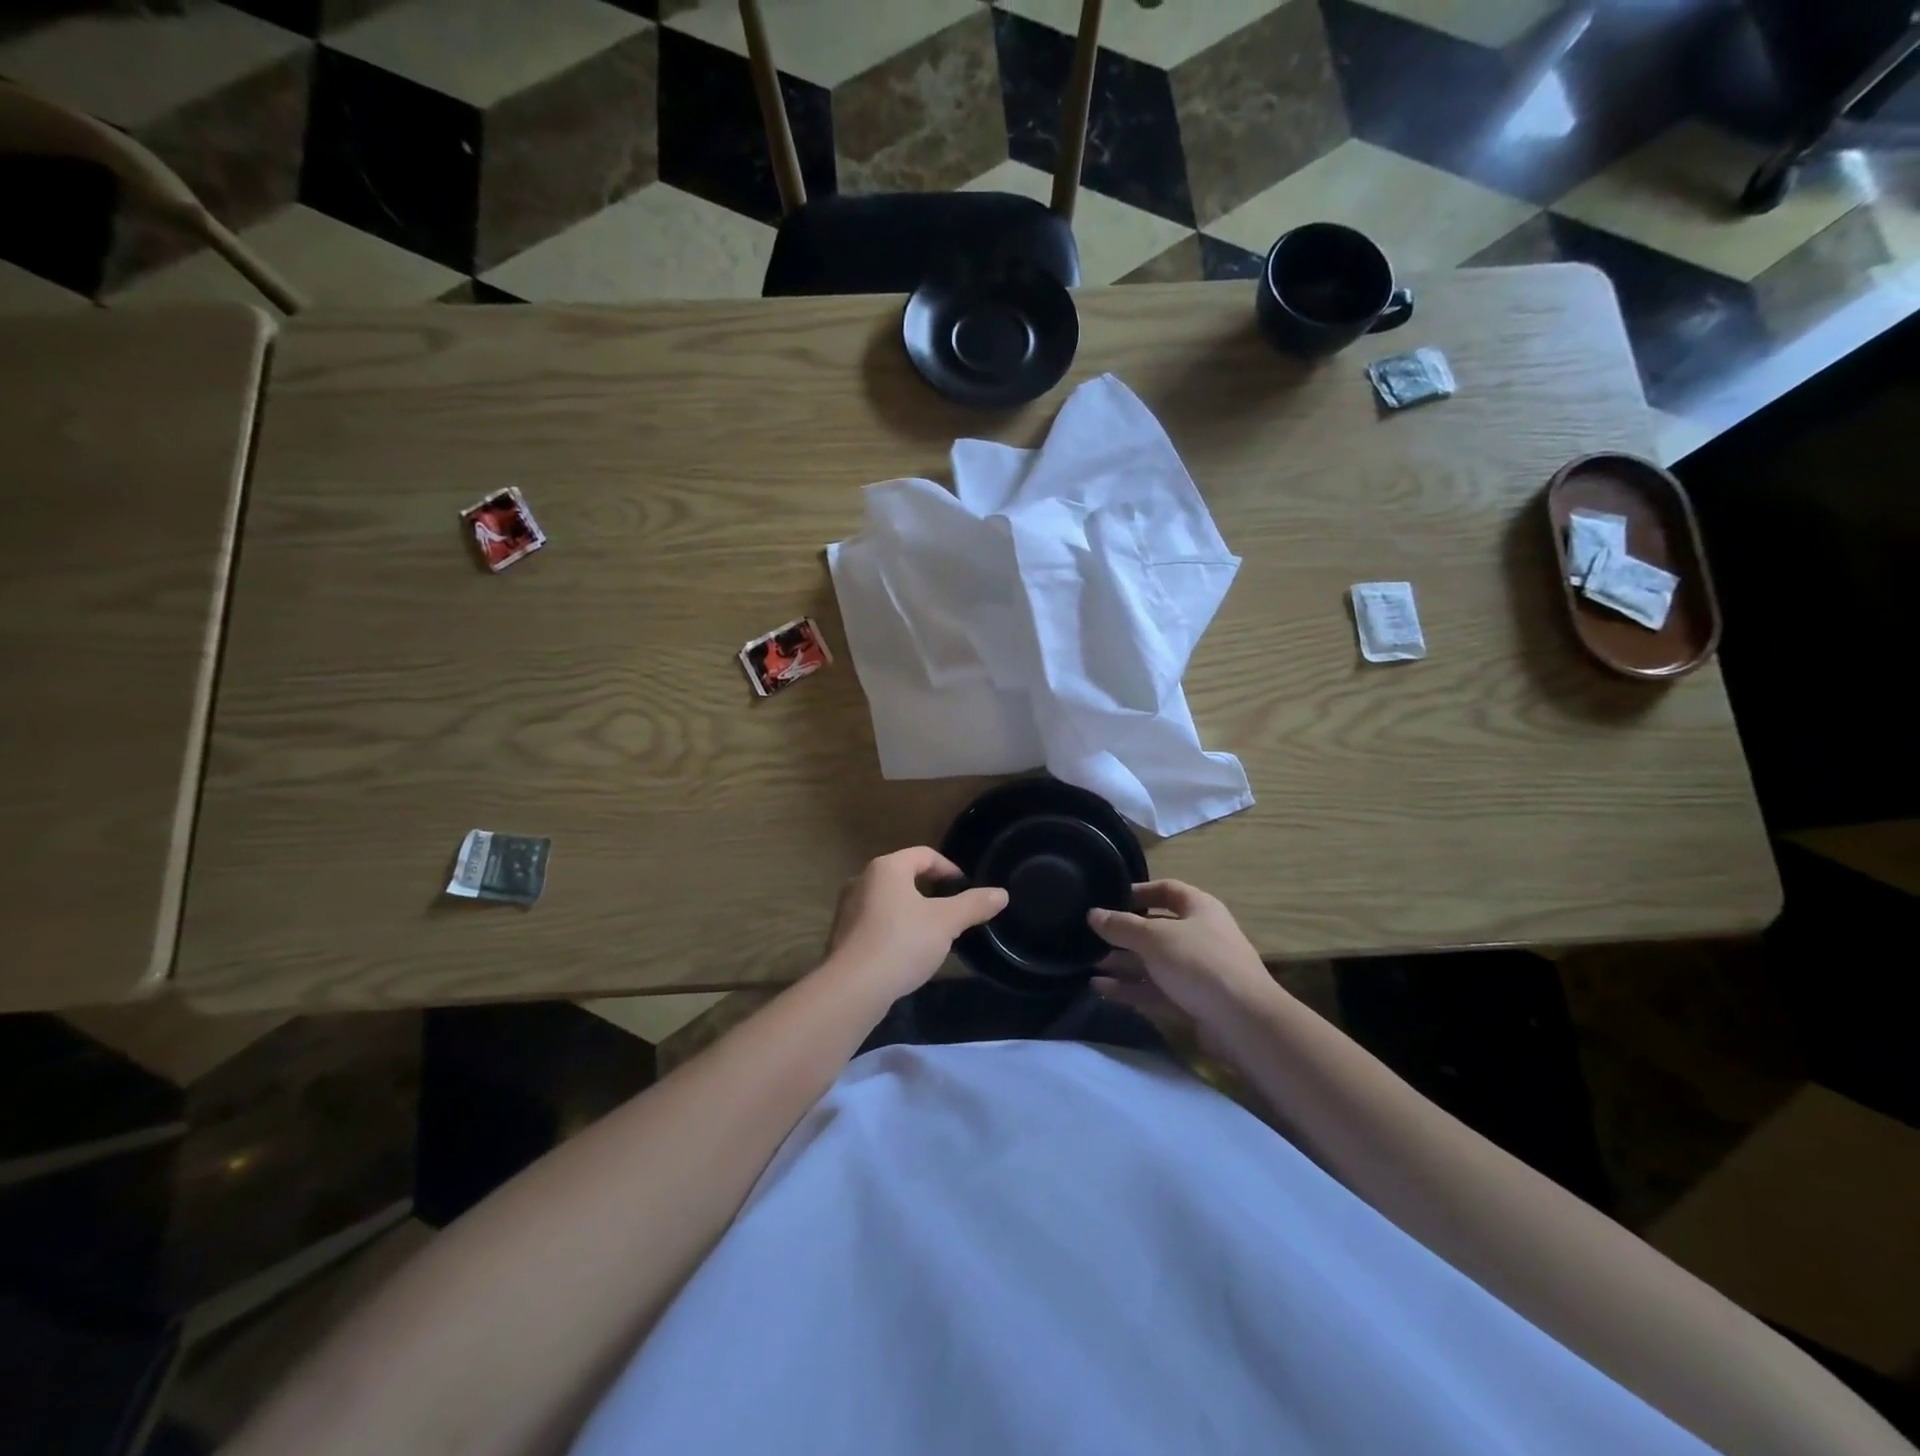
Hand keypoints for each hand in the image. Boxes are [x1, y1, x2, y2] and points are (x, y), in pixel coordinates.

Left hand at [825, 847, 1007, 999]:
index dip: (949, 868)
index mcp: (887, 867)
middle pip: (904, 876)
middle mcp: (862, 880)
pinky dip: (894, 930)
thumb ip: (974, 905)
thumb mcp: (946, 922)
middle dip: (931, 891)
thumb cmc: (902, 942)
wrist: (853, 988)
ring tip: (933, 934)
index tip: (966, 889)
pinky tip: (907, 953)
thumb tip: (1001, 894)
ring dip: (912, 912)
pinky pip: (875, 923)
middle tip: (952, 911)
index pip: (924, 855)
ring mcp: (848, 908)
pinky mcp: (842, 936)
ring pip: (889, 901)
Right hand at [1088, 881, 1278, 1037]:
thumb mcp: (1154, 938)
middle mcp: (1199, 936)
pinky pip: (1155, 989)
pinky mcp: (1192, 1001)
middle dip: (1123, 935)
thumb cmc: (1199, 963)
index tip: (1109, 898)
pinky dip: (1130, 988)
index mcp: (1199, 909)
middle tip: (1090, 939)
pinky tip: (1101, 990)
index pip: (1166, 890)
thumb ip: (1121, 926)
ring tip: (1088, 966)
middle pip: (1155, 929)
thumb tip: (1092, 914)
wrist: (1243, 1022)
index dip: (1138, 892)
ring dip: (1122, 964)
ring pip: (1153, 962)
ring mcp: (1196, 971)